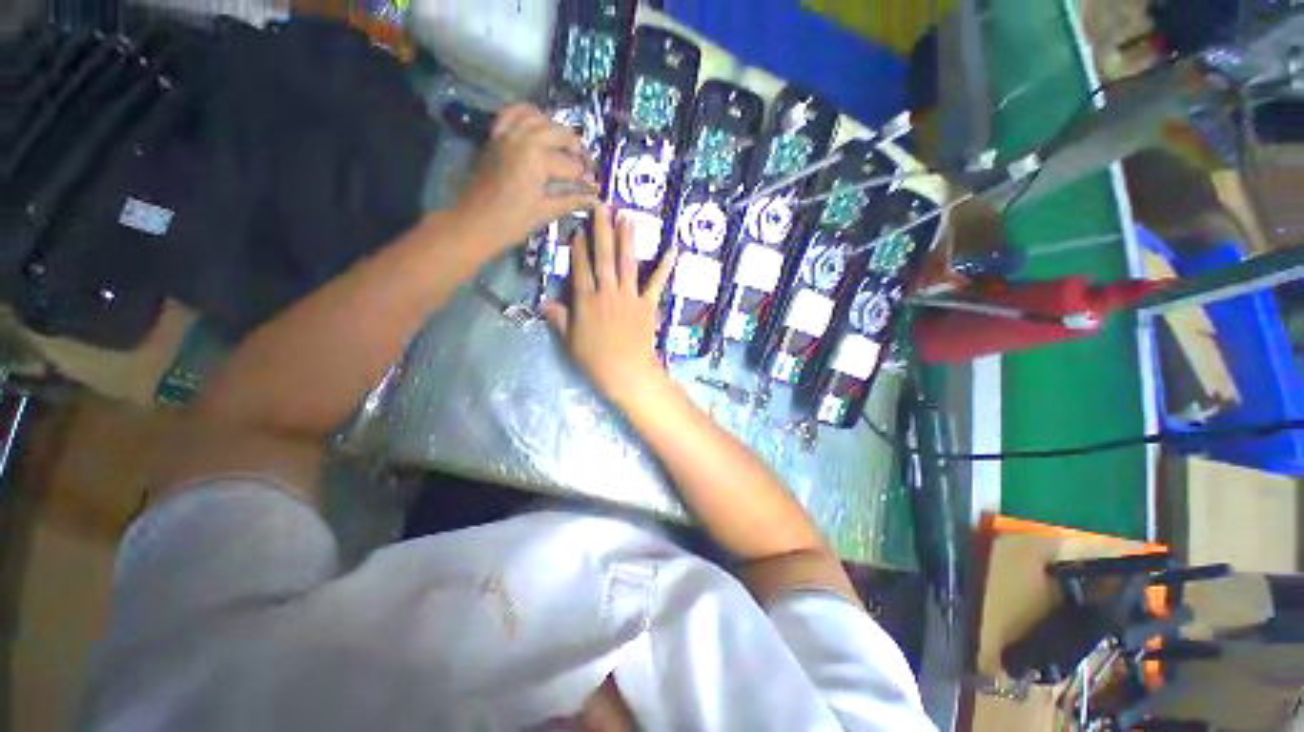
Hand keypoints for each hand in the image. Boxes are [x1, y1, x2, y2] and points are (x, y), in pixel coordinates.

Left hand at [455, 104, 598, 251]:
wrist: (476, 222)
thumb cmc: (513, 221)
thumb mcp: (546, 212)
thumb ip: (572, 200)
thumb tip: (595, 198)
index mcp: (538, 158)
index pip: (572, 166)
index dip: (586, 179)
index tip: (596, 188)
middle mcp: (524, 138)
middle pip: (561, 134)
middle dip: (578, 151)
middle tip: (587, 168)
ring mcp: (508, 133)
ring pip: (541, 118)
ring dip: (558, 131)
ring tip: (567, 148)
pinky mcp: (497, 136)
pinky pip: (514, 113)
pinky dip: (529, 115)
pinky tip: (540, 125)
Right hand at [542, 206, 676, 399]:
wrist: (626, 371)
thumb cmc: (595, 359)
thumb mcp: (570, 341)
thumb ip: (559, 319)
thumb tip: (544, 302)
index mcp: (586, 300)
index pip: (580, 268)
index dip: (579, 247)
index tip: (579, 227)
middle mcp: (607, 292)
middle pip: (603, 257)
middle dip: (601, 230)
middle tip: (602, 206)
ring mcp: (629, 296)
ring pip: (627, 262)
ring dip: (627, 238)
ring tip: (627, 216)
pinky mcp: (647, 304)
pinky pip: (656, 283)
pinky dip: (665, 267)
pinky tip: (673, 250)